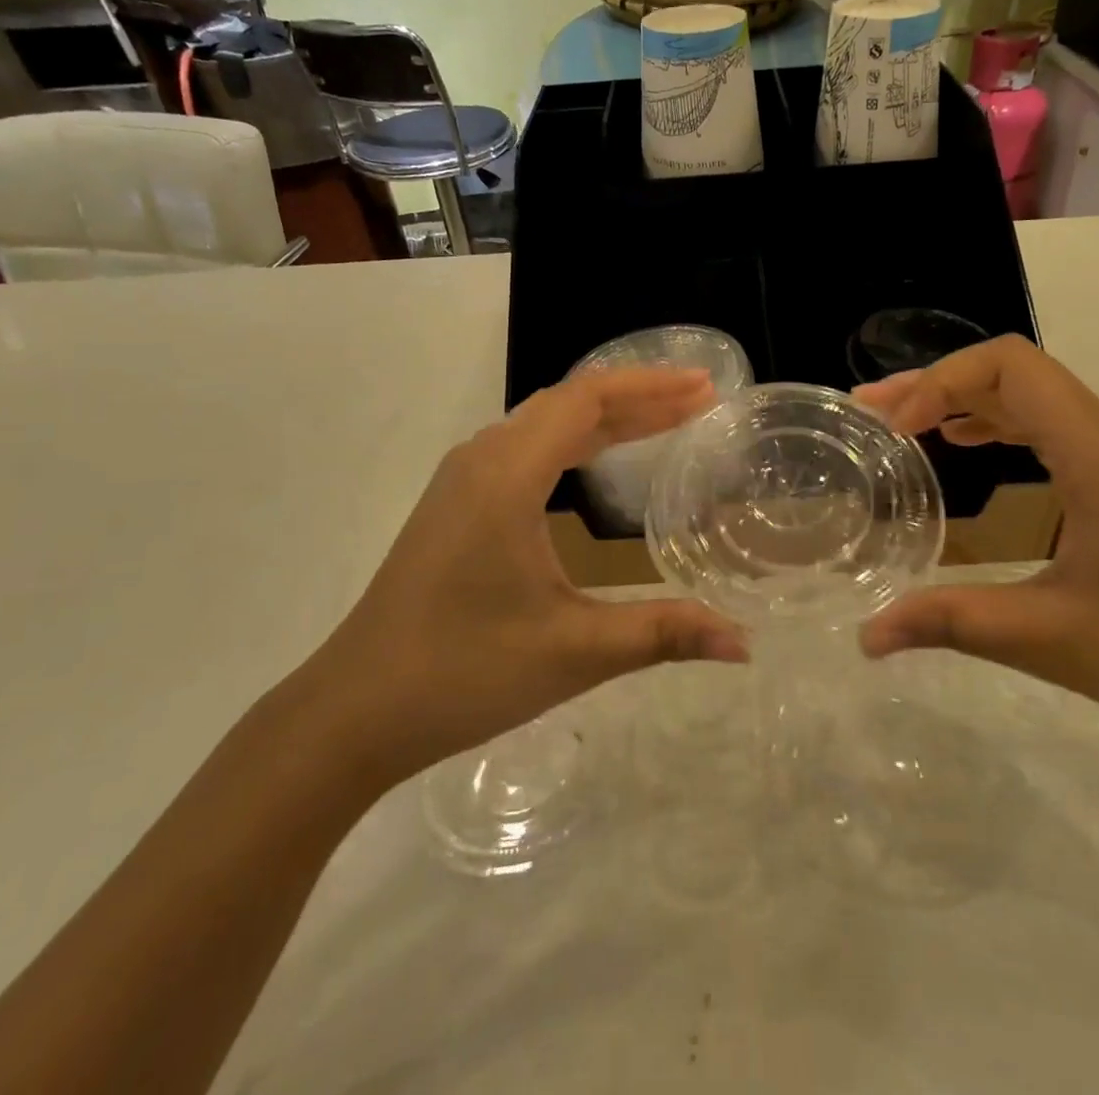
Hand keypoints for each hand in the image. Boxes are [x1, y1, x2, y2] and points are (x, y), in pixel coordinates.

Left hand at [293, 369, 747, 787]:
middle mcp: (482, 459)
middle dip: (639, 397)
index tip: (705, 388)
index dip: (652, 388)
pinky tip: (595, 463)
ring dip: (606, 418)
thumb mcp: (574, 651)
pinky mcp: (455, 505)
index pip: (588, 400)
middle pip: (569, 403)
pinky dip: (573, 441)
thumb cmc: (464, 671)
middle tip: (699, 399)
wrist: (354, 710)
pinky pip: (525, 448)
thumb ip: (663, 634)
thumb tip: (743, 642)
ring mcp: (463, 480)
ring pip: (544, 423)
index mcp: (507, 474)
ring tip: (663, 421)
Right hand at [853, 336, 1098, 755]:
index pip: (1008, 366)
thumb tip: (866, 635)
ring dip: (961, 399)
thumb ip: (952, 623)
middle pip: (1010, 371)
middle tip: (870, 411)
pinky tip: (961, 444)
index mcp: (1098, 451)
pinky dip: (992, 421)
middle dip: (935, 384)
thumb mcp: (1051, 639)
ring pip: (1028, 394)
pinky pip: (1046, 422)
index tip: (896, 430)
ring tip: (900, 424)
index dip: (940, 382)